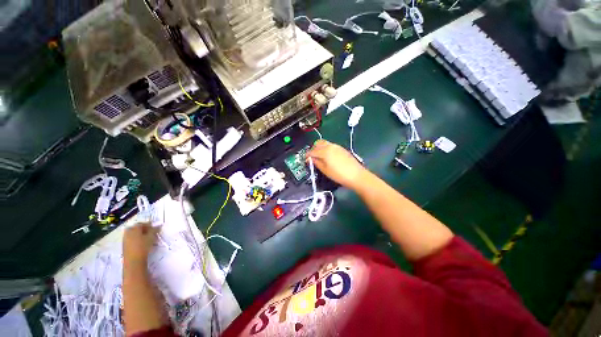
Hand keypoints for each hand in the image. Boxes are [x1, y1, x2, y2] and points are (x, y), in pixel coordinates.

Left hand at [123, 223, 160, 265]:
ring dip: (140, 234)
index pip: (142, 223)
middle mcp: (128, 231)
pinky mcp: (124, 244)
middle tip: (150, 232)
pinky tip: (141, 243)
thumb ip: (154, 230)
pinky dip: (136, 238)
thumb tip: (158, 226)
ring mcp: (125, 238)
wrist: (133, 260)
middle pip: (137, 228)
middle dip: (143, 229)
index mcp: (134, 228)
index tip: (155, 228)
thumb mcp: (151, 236)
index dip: (149, 225)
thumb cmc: (143, 246)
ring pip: (133, 233)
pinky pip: (131, 238)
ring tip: (146, 238)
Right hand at [307, 140, 367, 189]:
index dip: (307, 155)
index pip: (312, 151)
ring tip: (320, 157)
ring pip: (325, 143)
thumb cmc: (339, 175)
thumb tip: (310, 159)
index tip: (306, 160)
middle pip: (318, 143)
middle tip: (312, 157)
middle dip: (313, 149)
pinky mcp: (342, 149)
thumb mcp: (325, 170)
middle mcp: (330, 146)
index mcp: (325, 151)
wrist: (356, 175)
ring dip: (320, 148)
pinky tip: (328, 157)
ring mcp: (337, 146)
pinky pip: (331, 146)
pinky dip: (326, 149)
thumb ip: (316, 163)